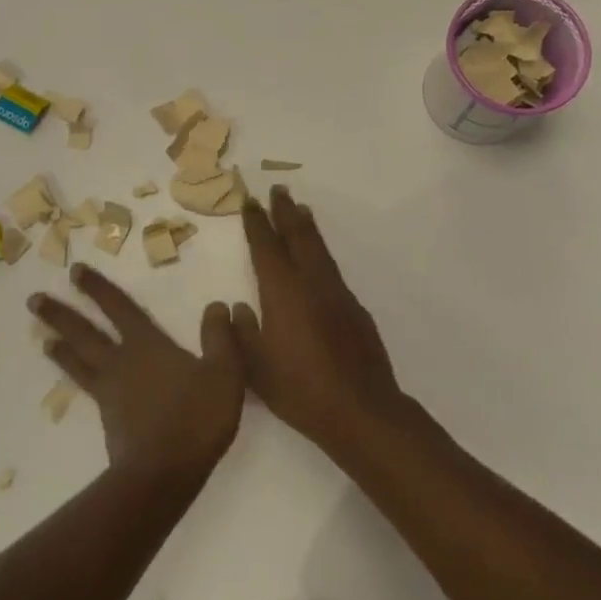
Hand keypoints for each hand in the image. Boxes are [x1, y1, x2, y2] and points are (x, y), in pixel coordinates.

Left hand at [30, 264, 245, 481]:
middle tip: (34, 299)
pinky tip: (72, 378)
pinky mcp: (108, 418)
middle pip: (85, 332)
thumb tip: (216, 305)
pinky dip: (74, 375)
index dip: (98, 288)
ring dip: (60, 345)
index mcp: (148, 345)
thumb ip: (220, 337)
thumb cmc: (196, 418)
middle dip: (61, 313)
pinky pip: (86, 387)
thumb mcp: (224, 373)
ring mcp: (110, 391)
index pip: (120, 308)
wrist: (164, 472)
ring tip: (42, 336)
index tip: (75, 271)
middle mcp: (122, 362)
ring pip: (79, 360)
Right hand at [236, 186, 406, 455]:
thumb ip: (242, 333)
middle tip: (278, 189)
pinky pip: (332, 268)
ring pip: (319, 249)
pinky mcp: (355, 309)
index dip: (257, 223)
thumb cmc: (300, 390)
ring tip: (300, 209)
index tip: (250, 201)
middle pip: (297, 236)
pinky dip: (321, 252)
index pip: (266, 247)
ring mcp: (337, 294)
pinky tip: (319, 260)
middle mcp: (311, 283)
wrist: (361, 410)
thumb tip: (239, 307)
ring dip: (307, 227)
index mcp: (283, 292)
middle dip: (285, 212)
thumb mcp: (256, 368)